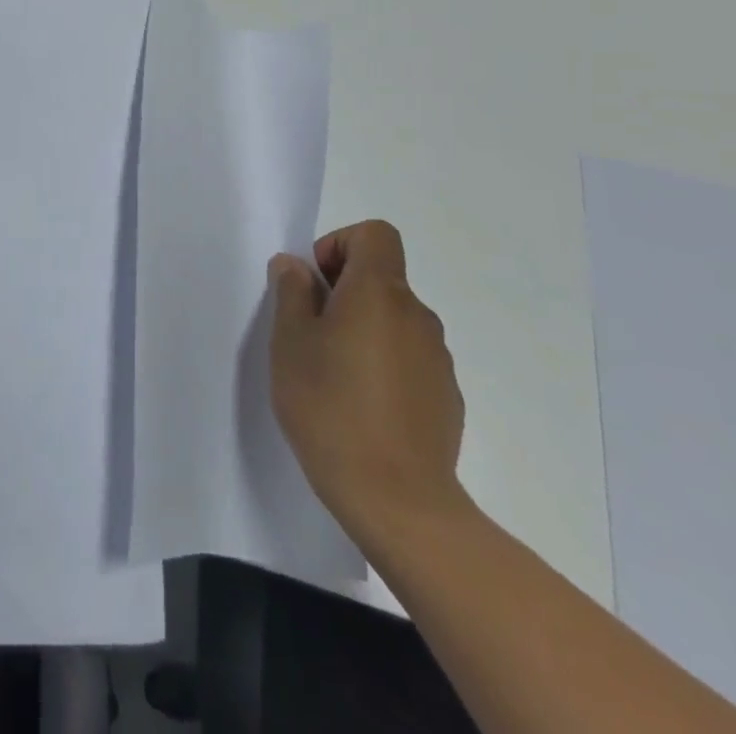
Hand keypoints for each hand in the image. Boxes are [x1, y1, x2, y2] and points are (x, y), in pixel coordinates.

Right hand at [268, 220, 466, 550]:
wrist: (398, 502)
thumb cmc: (331, 407)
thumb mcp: (289, 342)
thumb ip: (292, 292)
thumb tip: (296, 267)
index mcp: (379, 292)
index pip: (375, 234)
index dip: (339, 246)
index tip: (315, 285)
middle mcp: (416, 315)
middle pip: (381, 277)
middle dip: (342, 292)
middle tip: (309, 335)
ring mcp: (437, 358)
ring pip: (393, 320)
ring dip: (362, 330)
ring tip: (333, 375)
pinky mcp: (446, 397)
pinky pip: (409, 358)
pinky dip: (384, 364)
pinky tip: (363, 407)